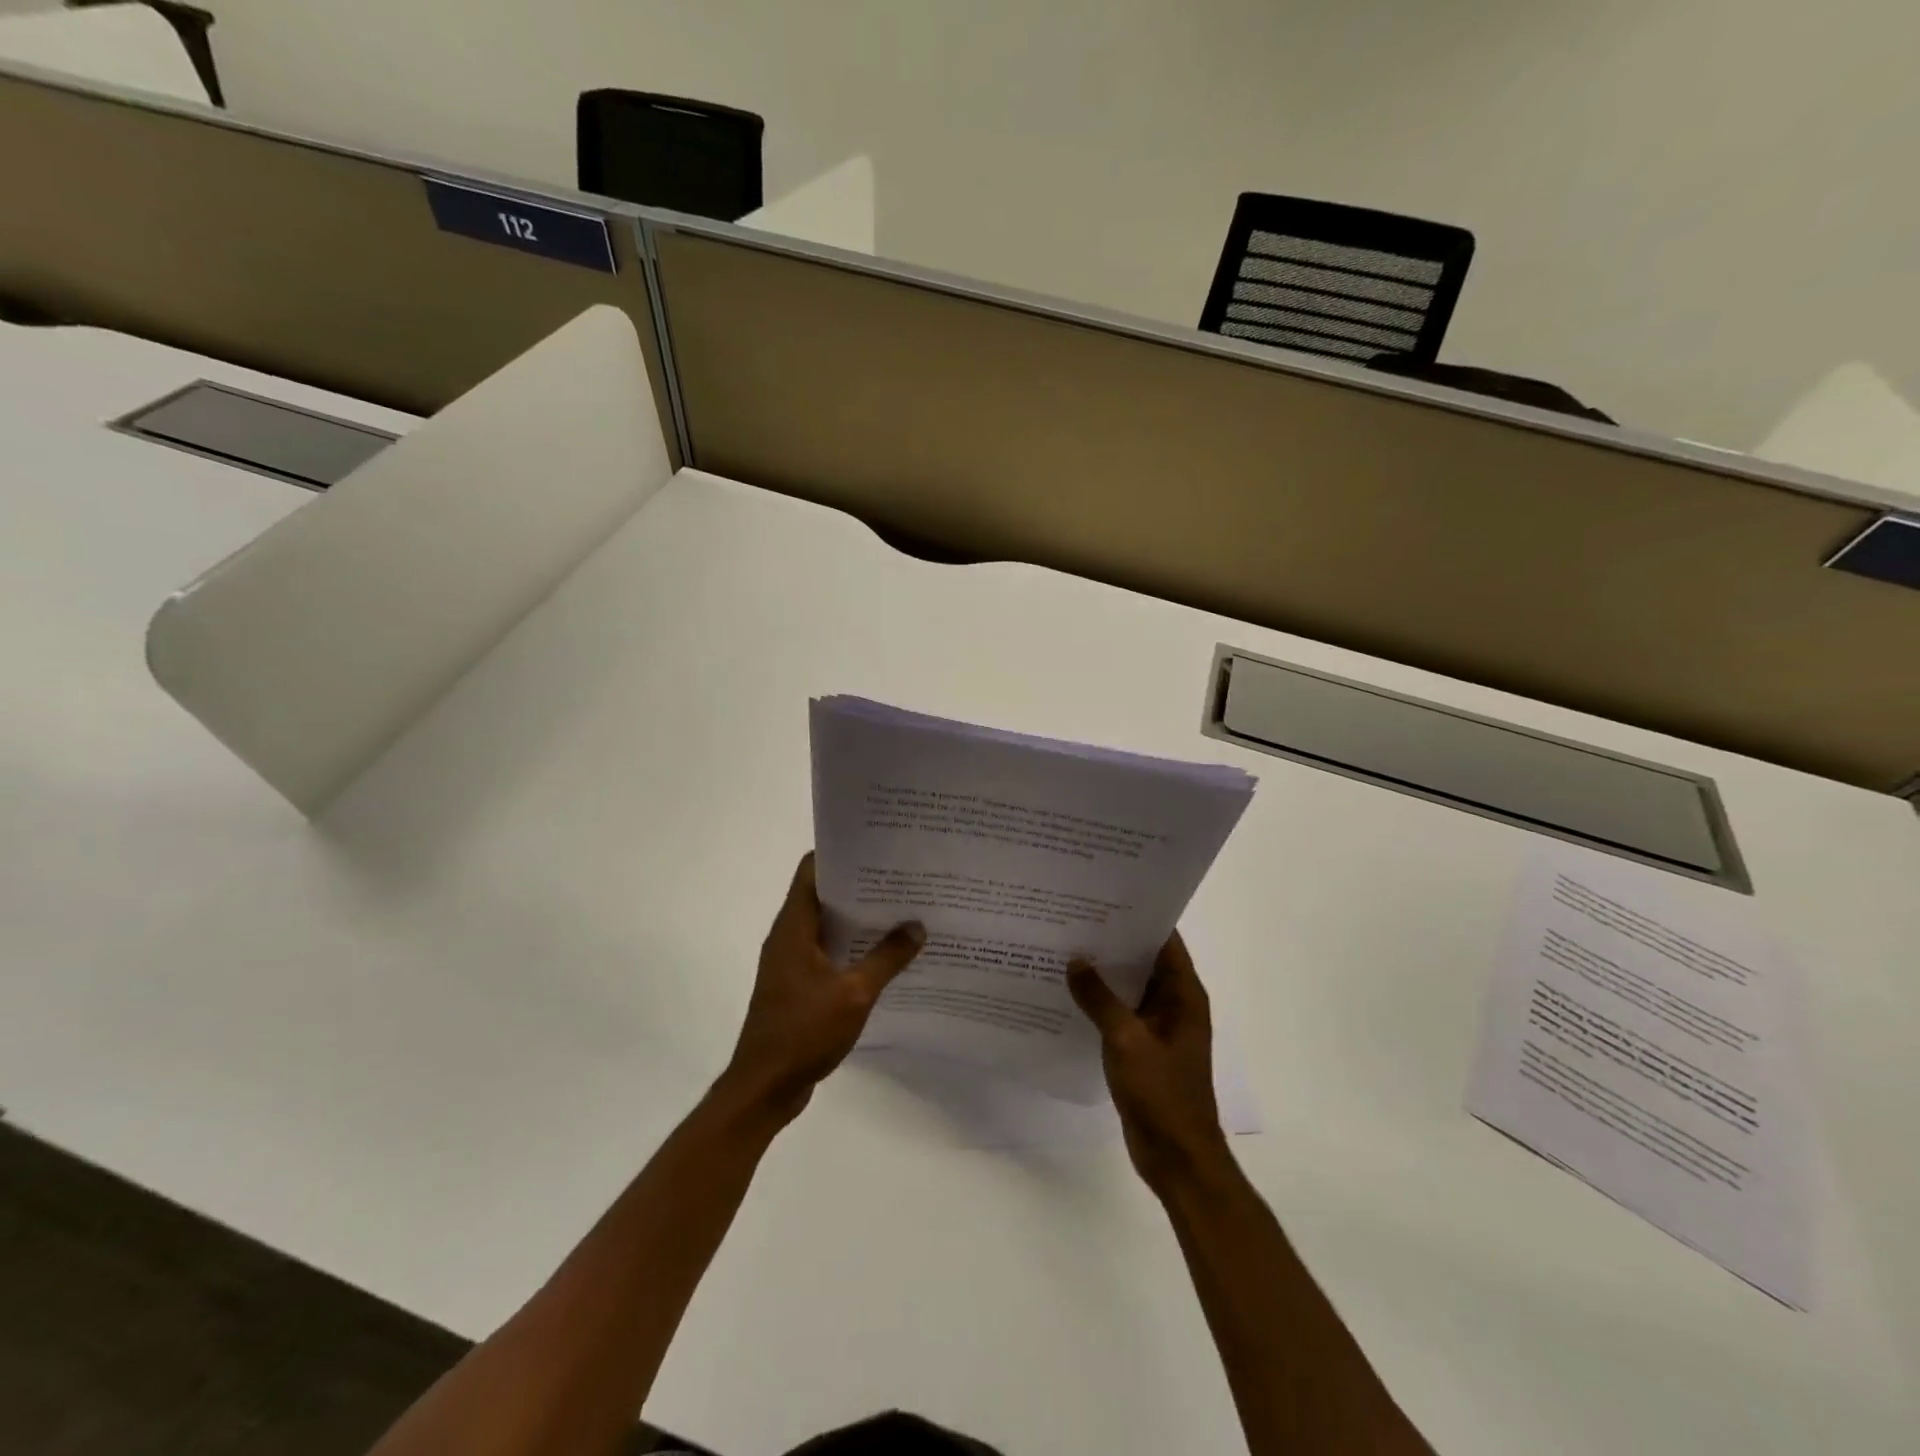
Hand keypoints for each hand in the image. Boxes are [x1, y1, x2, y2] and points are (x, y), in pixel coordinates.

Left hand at [718, 853, 925, 1124]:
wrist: (764, 1088)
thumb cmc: (803, 1031)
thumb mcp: (854, 993)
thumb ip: (887, 958)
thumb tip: (917, 926)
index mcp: (794, 926)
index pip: (812, 870)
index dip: (842, 854)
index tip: (877, 848)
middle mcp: (789, 936)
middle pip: (823, 895)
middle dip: (860, 885)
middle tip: (902, 878)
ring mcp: (792, 962)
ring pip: (828, 926)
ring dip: (859, 919)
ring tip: (902, 910)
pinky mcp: (798, 986)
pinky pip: (829, 953)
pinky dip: (853, 948)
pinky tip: (886, 955)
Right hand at [1068, 932, 1231, 1193]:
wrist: (1177, 1158)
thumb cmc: (1161, 1093)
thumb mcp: (1126, 1040)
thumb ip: (1099, 999)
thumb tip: (1075, 961)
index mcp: (1184, 995)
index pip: (1164, 941)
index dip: (1139, 917)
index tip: (1104, 897)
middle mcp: (1174, 1005)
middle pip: (1144, 961)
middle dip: (1114, 941)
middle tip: (1074, 918)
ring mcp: (1158, 1028)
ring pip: (1129, 988)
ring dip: (1104, 973)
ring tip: (1065, 947)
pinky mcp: (1142, 1049)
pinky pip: (1120, 1014)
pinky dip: (1100, 1002)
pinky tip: (1068, 993)